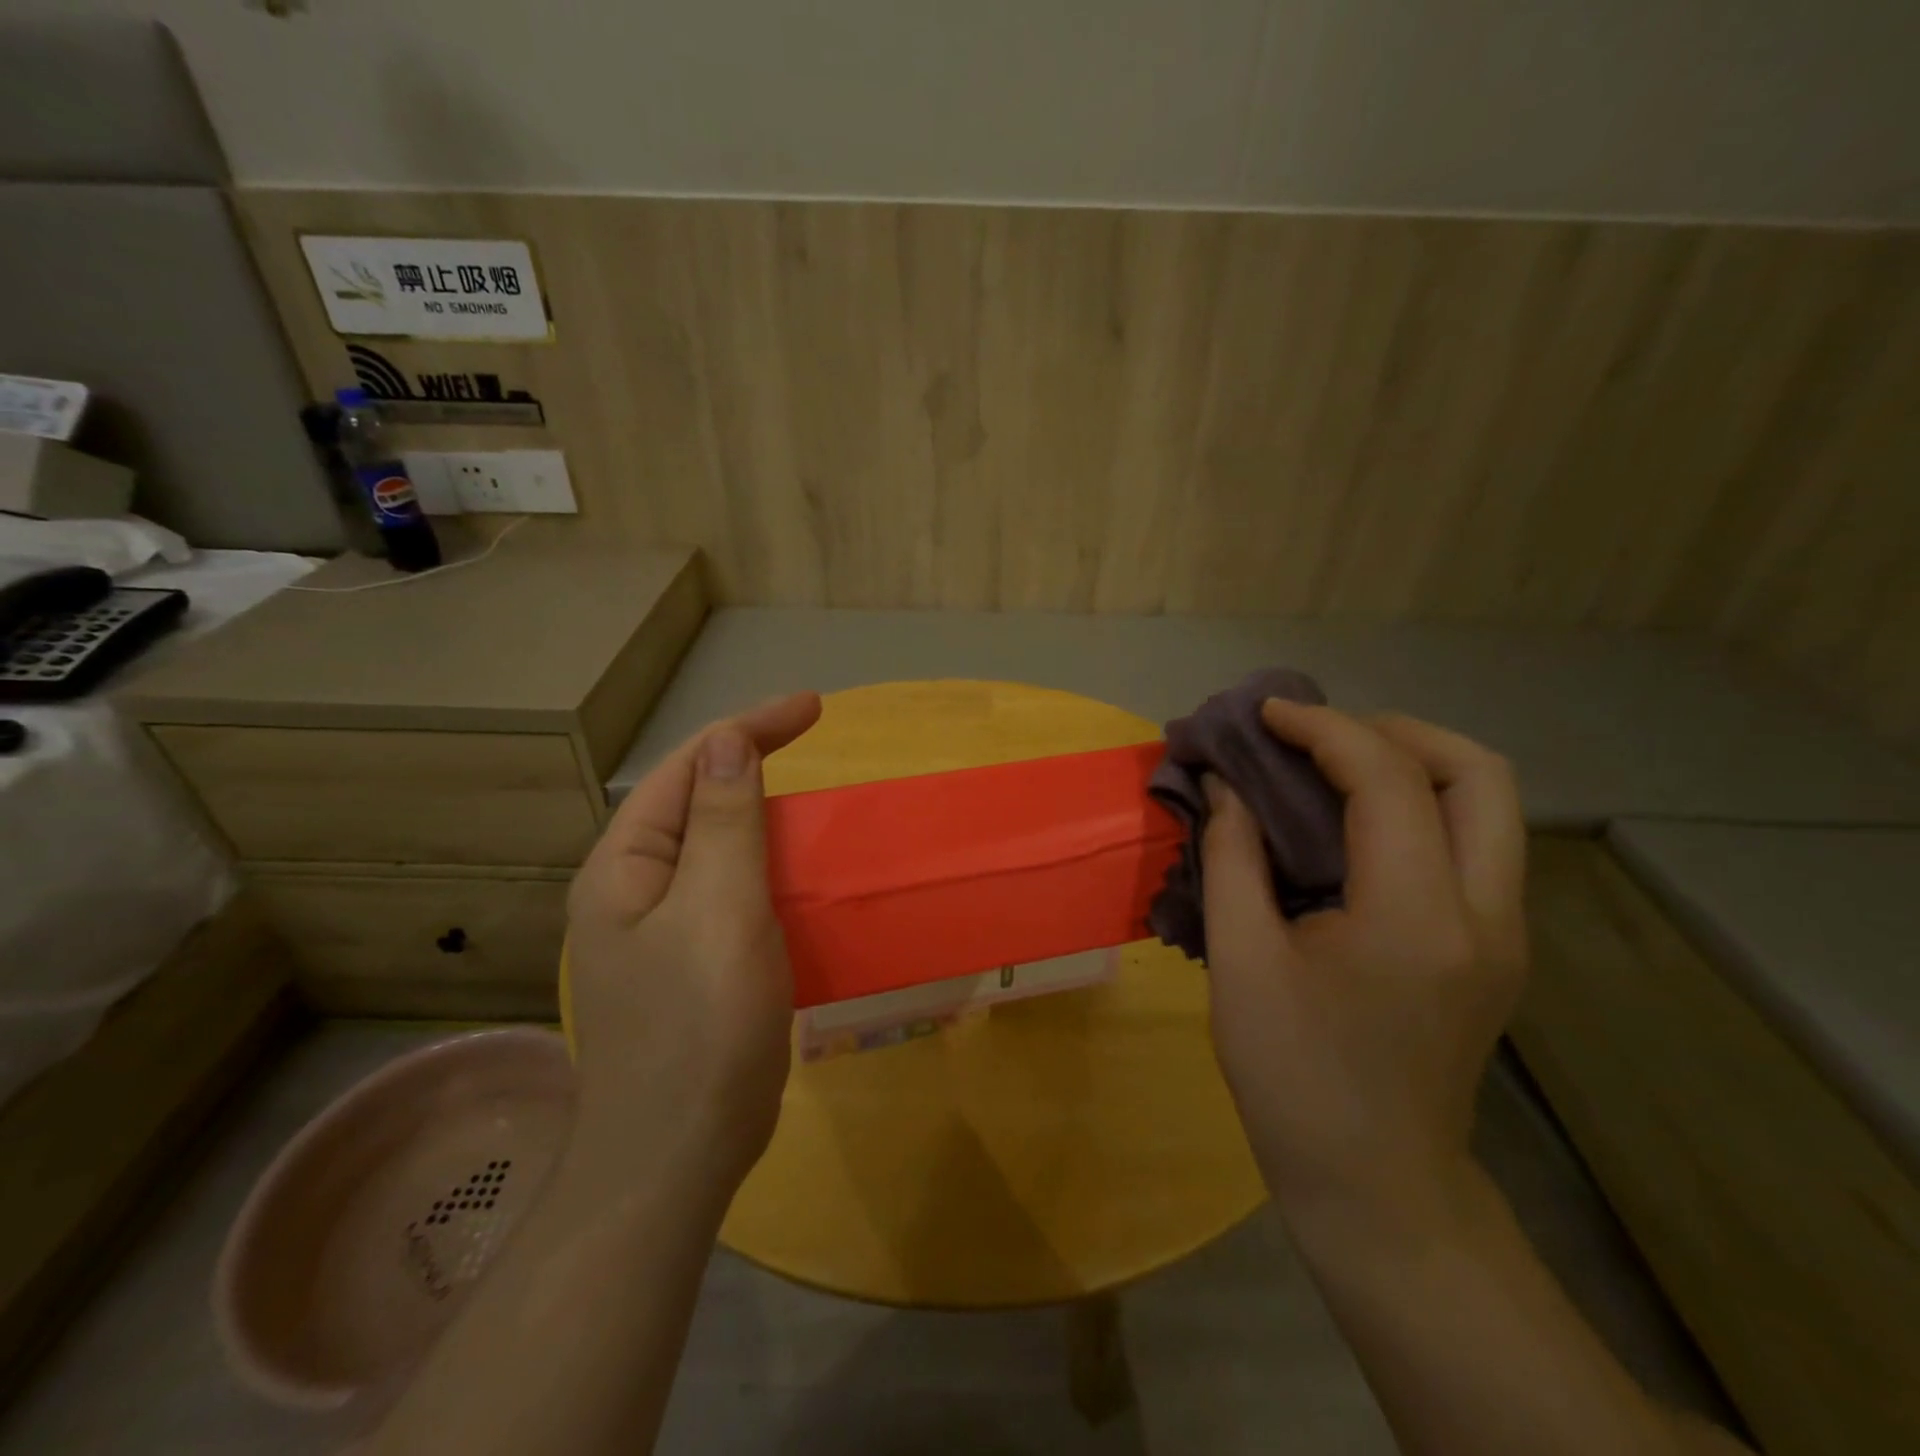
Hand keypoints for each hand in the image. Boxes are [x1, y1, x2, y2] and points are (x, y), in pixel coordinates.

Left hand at [564, 692, 821, 1186]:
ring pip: (719, 850)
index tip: (813, 708)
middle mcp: (635, 889)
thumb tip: (727, 742)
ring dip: (767, 821)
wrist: (678, 1158)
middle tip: (813, 749)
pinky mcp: (694, 964)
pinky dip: (772, 871)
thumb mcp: (719, 911)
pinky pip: (735, 894)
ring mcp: (662, 930)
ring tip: (814, 807)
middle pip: (697, 803)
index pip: (688, 768)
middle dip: (752, 767)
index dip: (748, 728)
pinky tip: (803, 878)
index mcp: (626, 866)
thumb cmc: (699, 1027)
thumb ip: (723, 822)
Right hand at [1200, 703, 1527, 1228]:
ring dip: (1412, 761)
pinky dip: (1418, 802)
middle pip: (1479, 772)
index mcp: (1414, 919)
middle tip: (1316, 735)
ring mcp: (1504, 932)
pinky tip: (1352, 820)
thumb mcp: (1240, 962)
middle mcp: (1485, 914)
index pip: (1389, 780)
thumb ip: (1230, 858)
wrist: (1374, 1182)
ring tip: (1331, 763)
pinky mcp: (1496, 946)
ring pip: (1489, 803)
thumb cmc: (1293, 1076)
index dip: (1323, 729)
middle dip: (1392, 730)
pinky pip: (1473, 839)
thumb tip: (1225, 786)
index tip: (1265, 715)